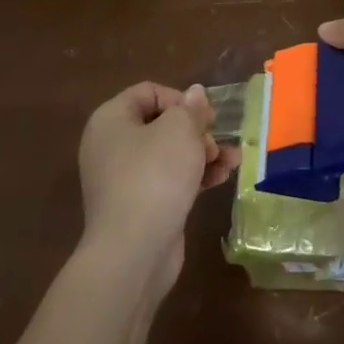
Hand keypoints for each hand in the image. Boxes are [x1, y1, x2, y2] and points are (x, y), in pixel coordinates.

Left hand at [77, 83, 238, 296]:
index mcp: (111, 120)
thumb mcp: (180, 130)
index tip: (204, 117)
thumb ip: (191, 108)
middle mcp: (112, 146)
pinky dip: (195, 176)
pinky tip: (222, 178)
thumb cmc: (154, 176)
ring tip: (232, 160)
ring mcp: (124, 179)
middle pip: (162, 124)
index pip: (149, 92)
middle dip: (196, 130)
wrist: (133, 252)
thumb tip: (195, 94)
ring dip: (203, 153)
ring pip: (170, 154)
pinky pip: (170, 180)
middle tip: (214, 143)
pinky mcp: (140, 206)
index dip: (180, 99)